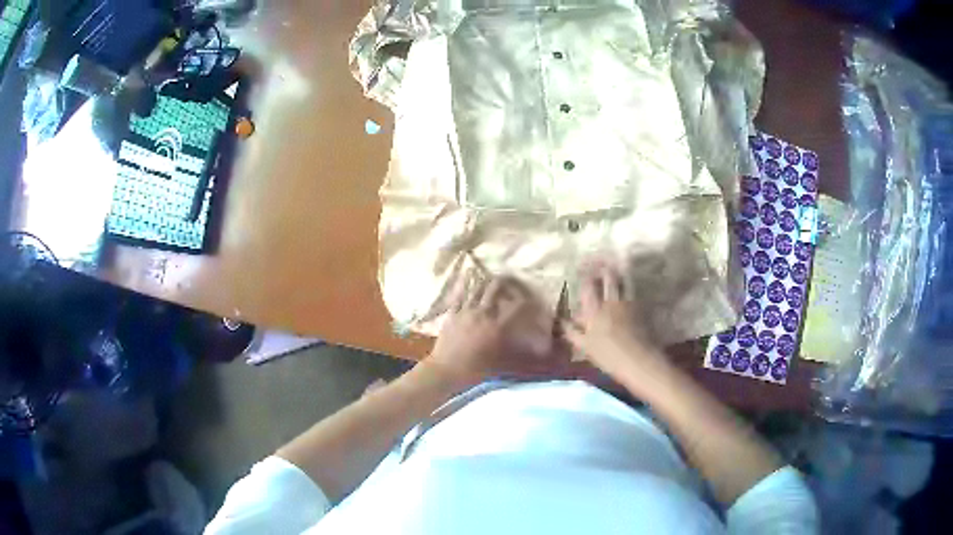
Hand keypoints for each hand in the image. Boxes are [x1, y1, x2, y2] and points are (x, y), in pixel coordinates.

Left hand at [427, 276, 556, 385]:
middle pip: (495, 288)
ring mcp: (465, 311)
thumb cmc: (474, 371)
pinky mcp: (452, 313)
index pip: (517, 307)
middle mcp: (482, 313)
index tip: (532, 300)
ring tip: (492, 278)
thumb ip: (517, 352)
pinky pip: (460, 293)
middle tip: (512, 281)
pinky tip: (469, 275)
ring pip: (477, 287)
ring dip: (487, 281)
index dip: (527, 301)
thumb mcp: (500, 363)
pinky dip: (466, 283)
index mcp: (496, 327)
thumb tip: (536, 351)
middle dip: (506, 281)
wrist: (445, 370)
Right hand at [562, 263, 663, 380]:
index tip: (581, 265)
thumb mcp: (585, 347)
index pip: (588, 284)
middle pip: (608, 276)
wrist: (638, 361)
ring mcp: (627, 302)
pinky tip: (625, 283)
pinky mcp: (640, 307)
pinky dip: (627, 282)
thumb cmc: (608, 357)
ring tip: (612, 264)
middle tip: (597, 259)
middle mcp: (611, 301)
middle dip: (602, 265)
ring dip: (616, 270)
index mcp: (594, 310)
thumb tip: (561, 321)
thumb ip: (572, 332)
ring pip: (622, 279)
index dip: (584, 272)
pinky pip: (631, 289)